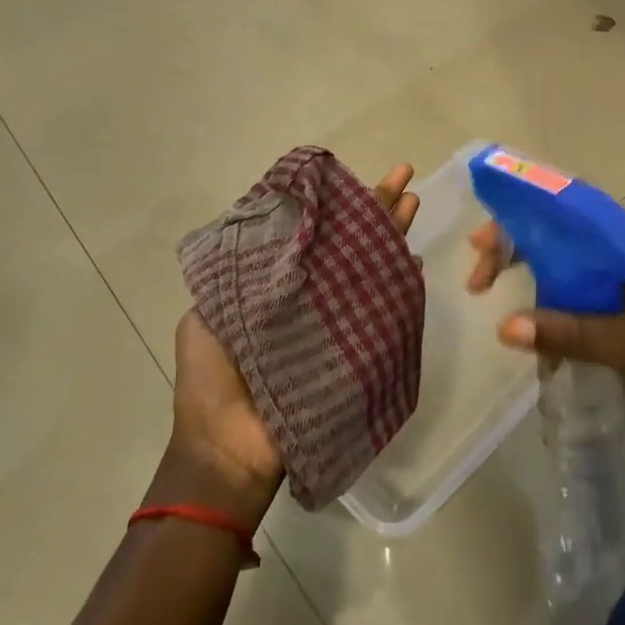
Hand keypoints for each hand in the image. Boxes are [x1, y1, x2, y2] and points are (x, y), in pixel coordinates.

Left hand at [162, 163, 422, 526]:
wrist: (229, 449)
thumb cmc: (212, 381)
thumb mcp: (210, 315)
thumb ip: (239, 276)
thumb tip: (271, 232)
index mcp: (275, 286)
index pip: (311, 234)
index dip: (333, 206)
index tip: (348, 177)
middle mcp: (310, 297)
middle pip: (348, 244)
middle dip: (374, 209)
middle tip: (404, 175)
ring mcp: (337, 322)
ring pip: (369, 268)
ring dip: (392, 234)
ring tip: (414, 200)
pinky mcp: (357, 349)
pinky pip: (383, 311)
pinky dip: (400, 285)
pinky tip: (414, 261)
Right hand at [468, 211, 624, 526]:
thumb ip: (573, 332)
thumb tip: (504, 328)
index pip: (579, 219)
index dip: (528, 228)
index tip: (485, 246)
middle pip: (576, 245)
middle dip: (530, 259)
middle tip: (480, 278)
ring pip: (583, 277)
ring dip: (546, 294)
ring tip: (503, 311)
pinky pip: (596, 306)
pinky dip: (567, 318)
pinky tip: (540, 336)